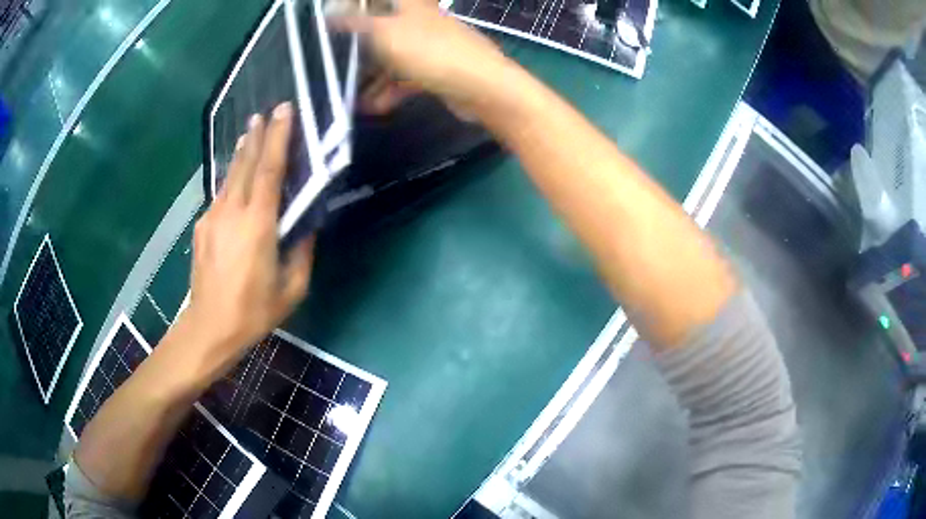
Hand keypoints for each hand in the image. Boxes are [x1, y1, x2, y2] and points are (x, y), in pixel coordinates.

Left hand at [184, 102, 314, 359]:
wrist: (208, 327)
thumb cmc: (254, 312)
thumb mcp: (292, 288)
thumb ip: (302, 251)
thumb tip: (307, 225)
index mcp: (258, 224)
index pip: (269, 170)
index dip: (278, 137)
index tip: (284, 110)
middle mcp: (232, 212)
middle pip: (246, 163)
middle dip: (258, 135)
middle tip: (267, 112)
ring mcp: (212, 217)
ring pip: (230, 175)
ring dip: (242, 152)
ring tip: (251, 132)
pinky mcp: (202, 226)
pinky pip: (220, 195)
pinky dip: (232, 179)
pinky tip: (237, 178)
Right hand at [333, 0, 513, 112]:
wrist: (483, 88)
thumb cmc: (431, 52)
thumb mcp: (386, 34)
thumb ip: (355, 23)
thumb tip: (328, 13)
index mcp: (409, 5)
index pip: (376, 1)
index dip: (355, 8)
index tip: (332, 23)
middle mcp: (418, 21)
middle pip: (380, 29)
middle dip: (356, 48)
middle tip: (333, 64)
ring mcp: (429, 46)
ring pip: (390, 56)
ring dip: (369, 76)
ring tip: (347, 94)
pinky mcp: (436, 70)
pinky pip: (404, 77)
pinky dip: (388, 90)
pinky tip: (372, 107)